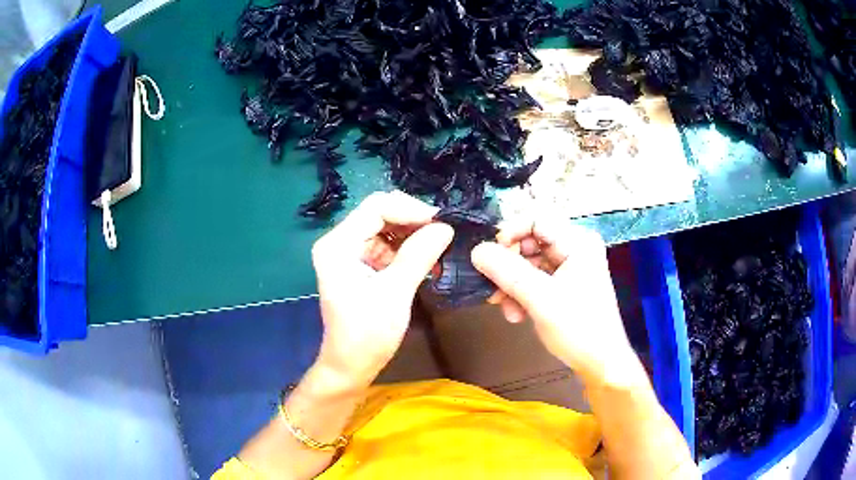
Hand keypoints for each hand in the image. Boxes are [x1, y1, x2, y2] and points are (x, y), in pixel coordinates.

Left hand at [311, 191, 453, 391]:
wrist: (351, 366)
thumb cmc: (368, 334)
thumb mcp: (395, 293)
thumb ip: (419, 255)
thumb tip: (446, 227)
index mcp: (338, 245)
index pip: (376, 207)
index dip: (410, 209)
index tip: (441, 223)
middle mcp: (339, 242)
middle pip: (380, 214)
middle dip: (413, 221)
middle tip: (444, 233)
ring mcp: (349, 253)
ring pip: (386, 228)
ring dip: (413, 234)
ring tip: (439, 246)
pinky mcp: (359, 265)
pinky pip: (386, 245)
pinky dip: (407, 249)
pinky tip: (427, 257)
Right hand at [471, 217, 639, 385]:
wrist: (600, 364)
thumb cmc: (578, 328)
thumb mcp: (540, 298)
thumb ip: (507, 272)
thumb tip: (476, 250)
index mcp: (577, 242)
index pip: (536, 220)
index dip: (510, 233)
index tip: (490, 255)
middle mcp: (573, 249)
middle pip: (529, 243)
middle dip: (508, 266)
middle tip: (492, 286)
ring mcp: (568, 268)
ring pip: (528, 264)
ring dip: (511, 284)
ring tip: (501, 306)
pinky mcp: (562, 286)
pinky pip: (534, 280)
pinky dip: (521, 294)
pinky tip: (515, 315)